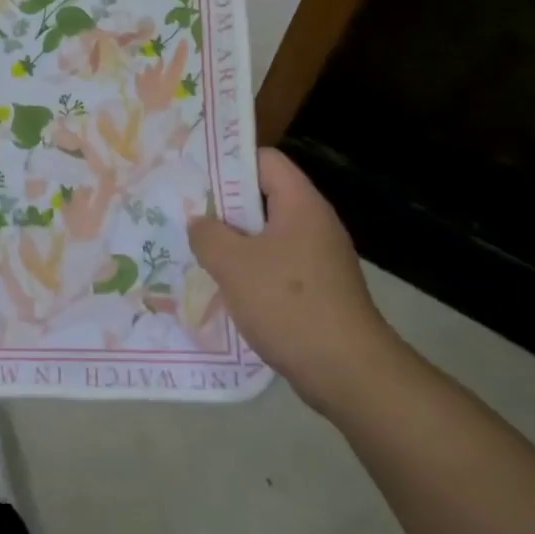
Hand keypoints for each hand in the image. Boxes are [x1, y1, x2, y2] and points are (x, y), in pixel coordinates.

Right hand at [188, 148, 403, 401]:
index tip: (195, 177)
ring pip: (267, 236)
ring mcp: (319, 259)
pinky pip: (276, 266)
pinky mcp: (318, 290)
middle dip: (224, 207)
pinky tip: (224, 288)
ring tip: (197, 252)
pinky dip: (250, 271)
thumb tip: (200, 223)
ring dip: (234, 243)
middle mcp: (314, 224)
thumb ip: (208, 235)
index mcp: (301, 205)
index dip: (229, 163)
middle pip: (264, 197)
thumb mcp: (234, 264)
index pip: (266, 161)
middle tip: (186, 216)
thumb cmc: (289, 305)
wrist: (348, 372)